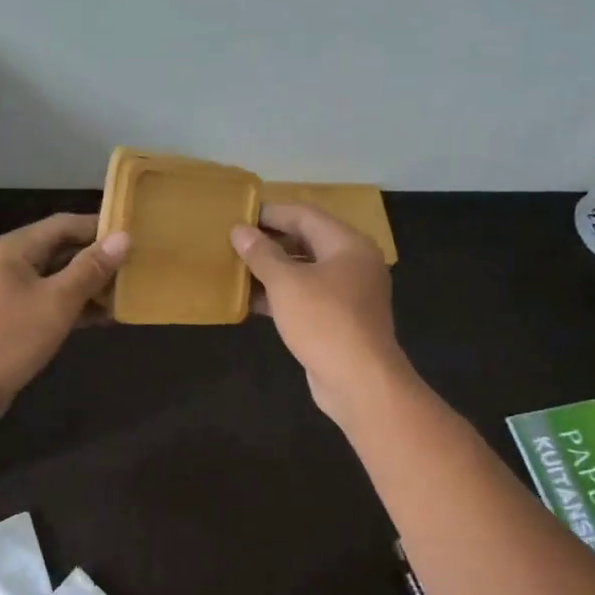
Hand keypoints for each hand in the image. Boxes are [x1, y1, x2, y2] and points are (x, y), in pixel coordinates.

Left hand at [0, 213, 130, 433]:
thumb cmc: (7, 339)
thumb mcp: (56, 302)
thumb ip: (90, 269)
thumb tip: (123, 237)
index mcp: (12, 248)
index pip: (63, 224)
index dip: (99, 227)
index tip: (135, 235)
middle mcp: (7, 263)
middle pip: (59, 250)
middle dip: (97, 259)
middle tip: (137, 267)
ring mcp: (6, 293)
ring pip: (55, 279)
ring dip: (88, 286)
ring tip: (127, 294)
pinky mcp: (9, 320)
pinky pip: (47, 303)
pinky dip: (73, 307)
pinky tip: (103, 318)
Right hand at [231, 203, 412, 425]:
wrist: (359, 381)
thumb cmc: (324, 322)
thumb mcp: (286, 284)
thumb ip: (261, 254)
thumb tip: (239, 230)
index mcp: (347, 244)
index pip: (304, 215)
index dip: (270, 213)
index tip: (238, 216)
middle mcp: (353, 263)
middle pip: (306, 242)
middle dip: (270, 242)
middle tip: (234, 243)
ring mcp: (349, 294)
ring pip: (305, 272)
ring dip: (273, 271)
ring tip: (237, 270)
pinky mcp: (340, 320)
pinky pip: (307, 298)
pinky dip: (282, 296)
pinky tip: (252, 302)